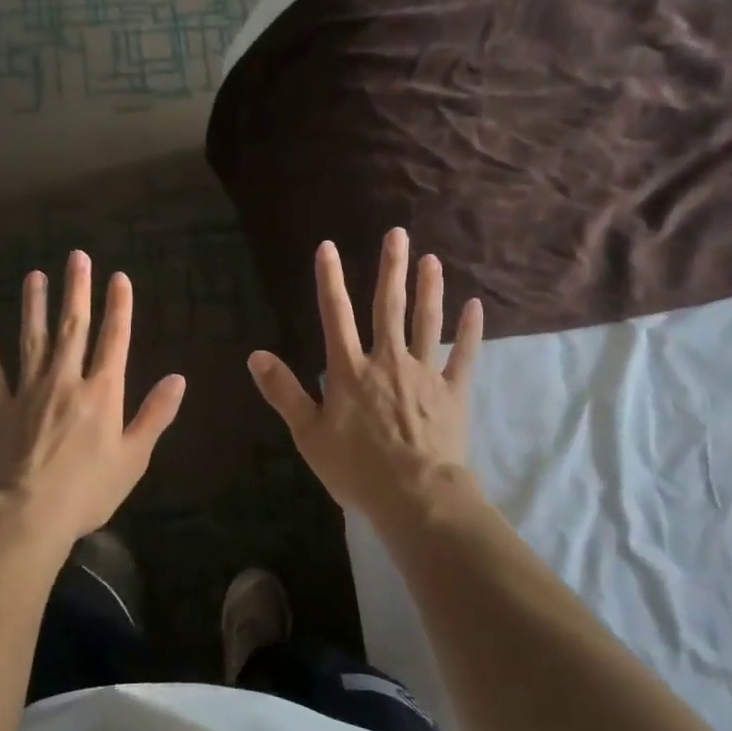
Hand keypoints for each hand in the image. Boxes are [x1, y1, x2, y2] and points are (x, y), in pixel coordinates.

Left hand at [0, 251, 186, 552]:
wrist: (26, 515)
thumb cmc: (88, 491)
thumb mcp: (134, 457)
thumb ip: (155, 415)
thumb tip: (178, 378)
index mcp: (102, 392)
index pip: (114, 339)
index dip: (119, 306)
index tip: (119, 277)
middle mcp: (66, 381)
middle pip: (73, 328)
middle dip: (77, 290)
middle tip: (77, 256)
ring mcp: (28, 392)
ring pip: (32, 339)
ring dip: (35, 306)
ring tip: (35, 276)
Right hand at [248, 228, 481, 527]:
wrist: (416, 496)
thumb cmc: (357, 469)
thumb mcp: (309, 435)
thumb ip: (283, 392)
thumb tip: (256, 355)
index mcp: (351, 370)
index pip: (336, 315)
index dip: (330, 279)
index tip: (329, 247)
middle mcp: (388, 360)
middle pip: (389, 307)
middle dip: (391, 269)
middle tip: (398, 234)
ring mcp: (425, 373)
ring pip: (427, 322)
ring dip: (430, 289)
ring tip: (432, 260)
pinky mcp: (453, 392)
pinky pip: (465, 355)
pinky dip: (471, 331)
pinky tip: (476, 306)